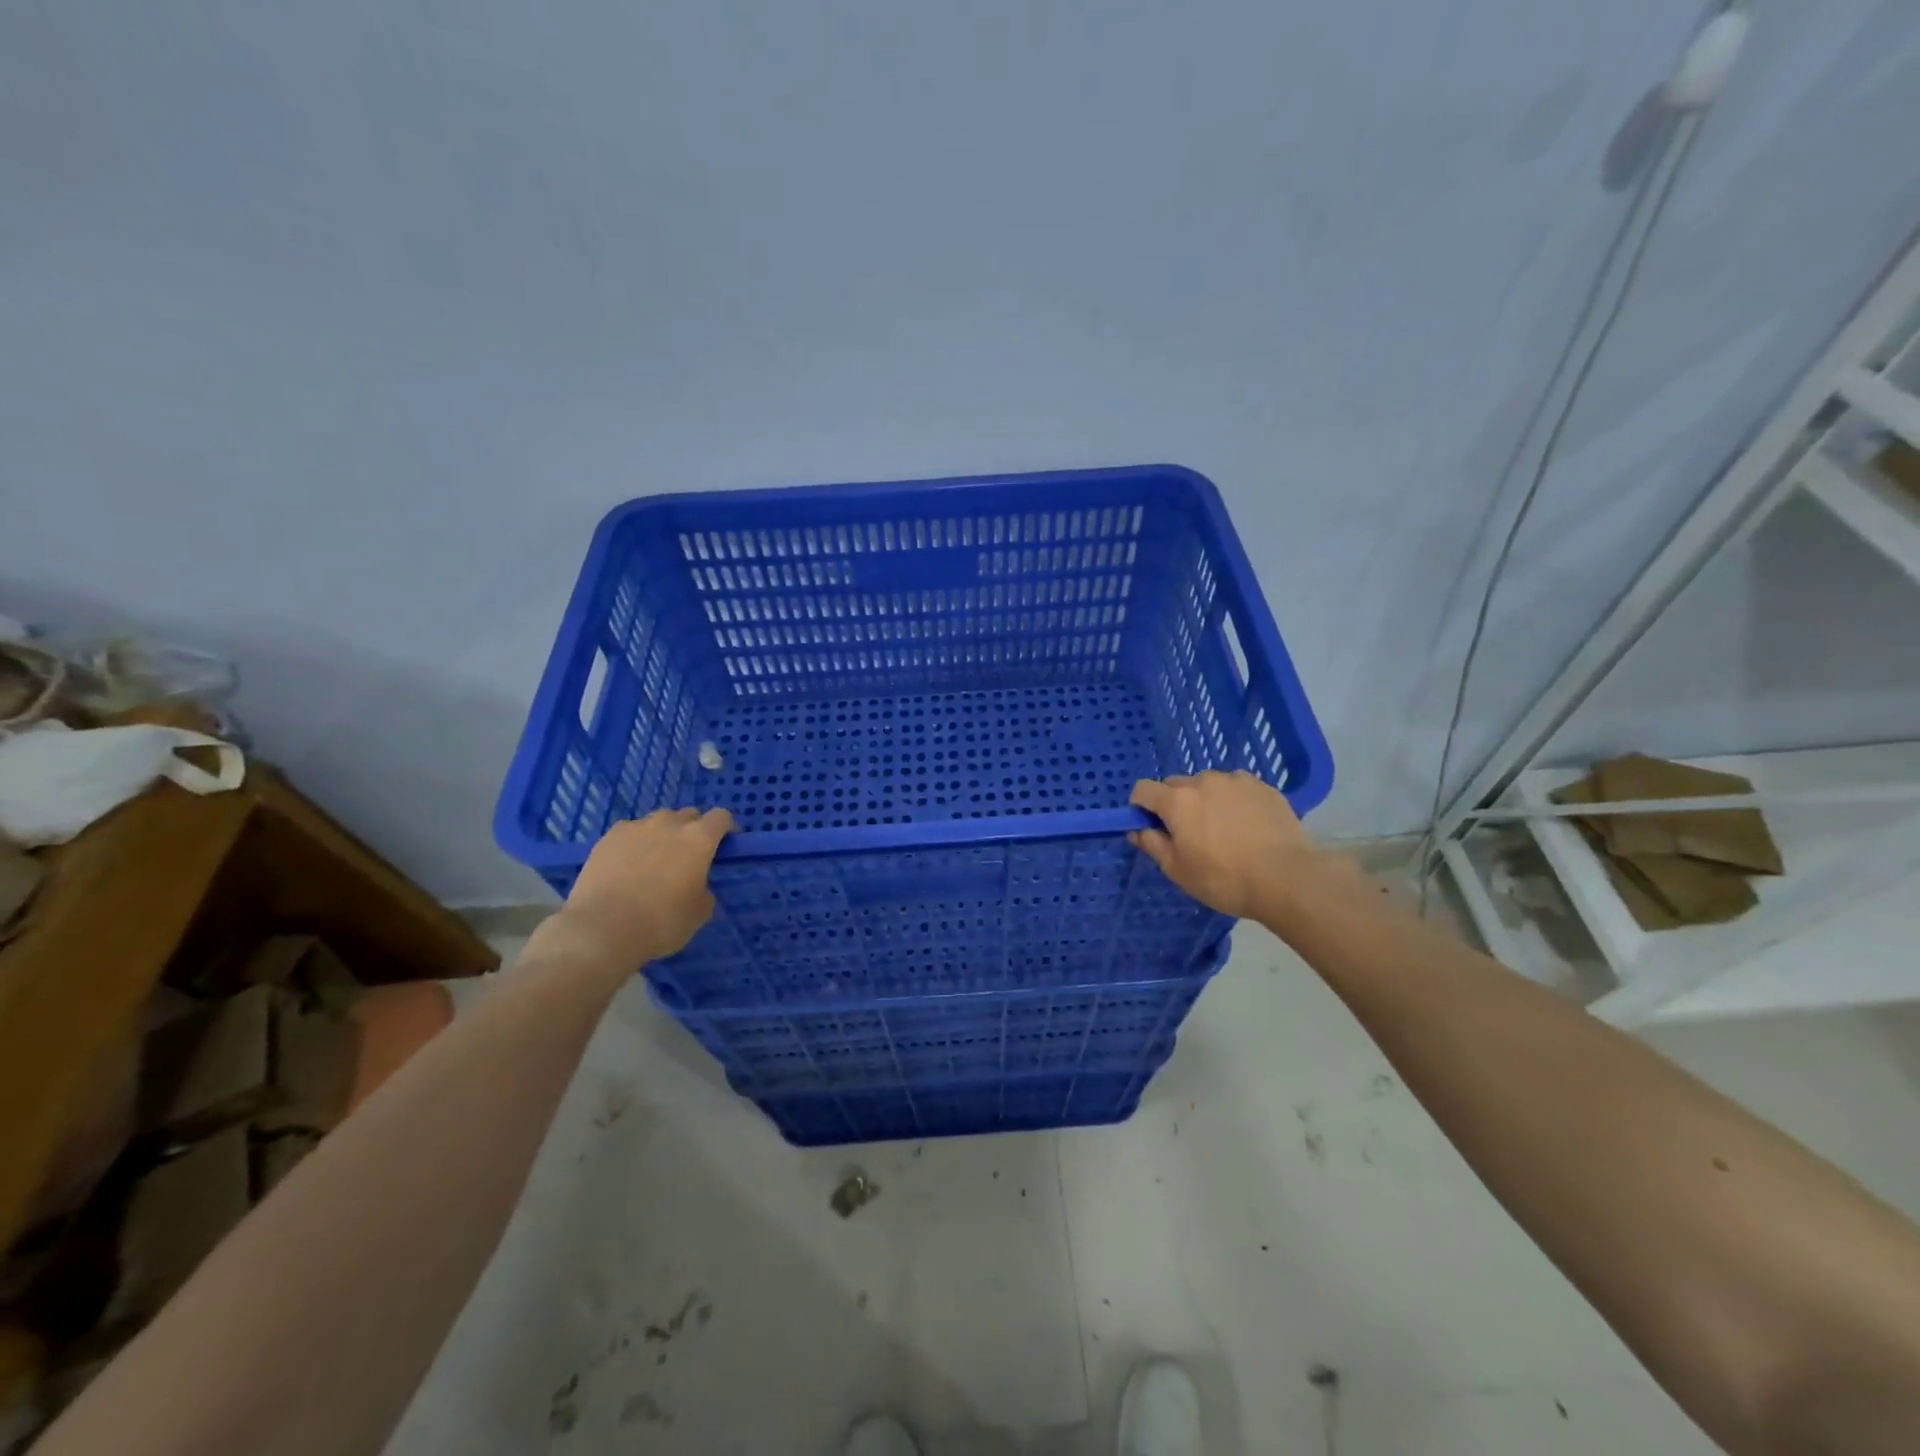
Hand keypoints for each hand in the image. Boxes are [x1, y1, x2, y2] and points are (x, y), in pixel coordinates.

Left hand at [553, 807, 734, 970]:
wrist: (601, 929)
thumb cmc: (661, 922)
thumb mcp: (699, 913)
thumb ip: (704, 889)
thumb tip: (696, 884)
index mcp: (699, 839)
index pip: (721, 817)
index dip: (726, 828)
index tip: (725, 844)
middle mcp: (669, 824)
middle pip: (688, 815)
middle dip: (693, 830)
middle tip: (689, 856)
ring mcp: (635, 827)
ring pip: (657, 821)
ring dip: (663, 834)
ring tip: (655, 859)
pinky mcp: (607, 838)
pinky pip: (629, 832)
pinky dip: (634, 843)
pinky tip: (627, 865)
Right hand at [1129, 771, 1318, 919]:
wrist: (1287, 878)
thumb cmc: (1224, 879)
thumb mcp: (1178, 871)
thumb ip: (1152, 845)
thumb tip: (1137, 830)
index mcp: (1177, 801)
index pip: (1143, 789)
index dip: (1141, 807)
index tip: (1151, 827)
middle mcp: (1203, 781)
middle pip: (1176, 785)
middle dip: (1175, 804)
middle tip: (1190, 834)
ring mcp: (1236, 780)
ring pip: (1208, 785)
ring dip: (1206, 800)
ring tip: (1224, 830)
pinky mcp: (1263, 786)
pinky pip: (1236, 788)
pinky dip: (1233, 801)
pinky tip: (1248, 826)